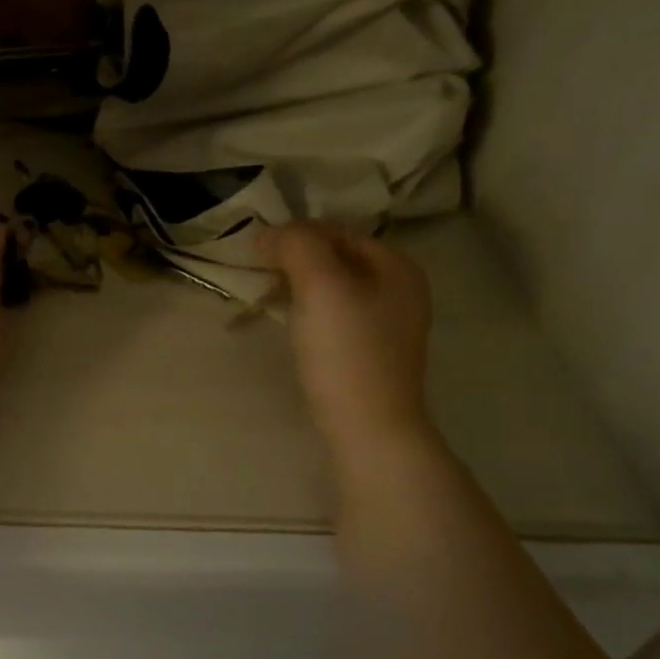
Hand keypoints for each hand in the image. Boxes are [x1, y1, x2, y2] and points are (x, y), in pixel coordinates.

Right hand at [258, 223, 436, 462]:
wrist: (368, 428)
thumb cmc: (346, 350)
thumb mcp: (320, 284)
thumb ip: (296, 245)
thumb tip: (267, 234)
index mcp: (397, 265)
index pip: (338, 230)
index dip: (297, 233)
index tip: (258, 250)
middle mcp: (400, 289)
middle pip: (337, 257)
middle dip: (297, 259)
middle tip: (260, 272)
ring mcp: (388, 324)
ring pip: (335, 287)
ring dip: (299, 285)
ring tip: (269, 295)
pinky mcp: (371, 353)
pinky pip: (336, 315)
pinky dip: (309, 311)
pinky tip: (291, 325)